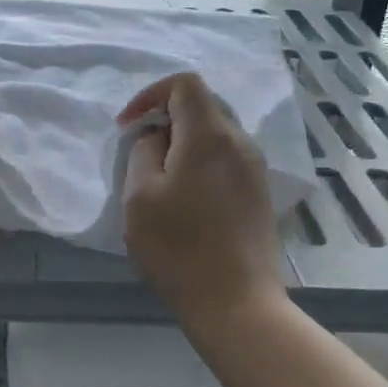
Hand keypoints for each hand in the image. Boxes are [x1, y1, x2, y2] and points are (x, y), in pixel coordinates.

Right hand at [120, 72, 285, 323]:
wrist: (236, 303)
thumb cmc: (178, 248)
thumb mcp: (139, 196)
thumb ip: (144, 152)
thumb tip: (157, 137)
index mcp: (209, 135)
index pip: (185, 84)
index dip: (150, 94)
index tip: (128, 127)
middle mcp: (239, 142)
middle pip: (203, 104)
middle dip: (166, 117)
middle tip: (140, 149)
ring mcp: (254, 168)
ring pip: (216, 132)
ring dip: (183, 141)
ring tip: (159, 175)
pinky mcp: (258, 192)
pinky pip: (226, 157)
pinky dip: (200, 160)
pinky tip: (185, 195)